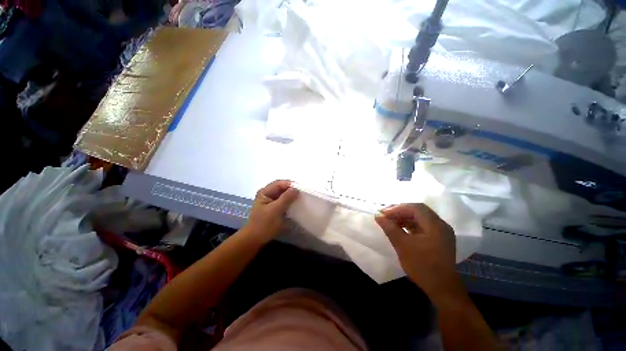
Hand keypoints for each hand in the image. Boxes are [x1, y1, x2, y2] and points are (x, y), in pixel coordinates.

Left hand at [244, 180, 298, 243]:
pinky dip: (289, 201)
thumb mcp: (276, 210)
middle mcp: (267, 194)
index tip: (301, 188)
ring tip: (301, 197)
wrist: (255, 239)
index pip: (279, 183)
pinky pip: (283, 201)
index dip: (290, 184)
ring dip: (291, 195)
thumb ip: (286, 198)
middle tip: (302, 193)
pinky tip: (295, 203)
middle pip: (281, 188)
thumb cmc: (264, 224)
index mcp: (264, 192)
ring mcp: (270, 201)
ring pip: (283, 194)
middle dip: (291, 189)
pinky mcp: (274, 208)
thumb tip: (296, 189)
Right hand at [375, 203, 463, 300]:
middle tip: (386, 215)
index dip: (397, 208)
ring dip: (405, 217)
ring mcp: (441, 232)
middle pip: (418, 210)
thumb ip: (390, 228)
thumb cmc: (422, 266)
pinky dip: (411, 224)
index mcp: (435, 225)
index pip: (415, 207)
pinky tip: (401, 228)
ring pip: (420, 218)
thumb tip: (378, 215)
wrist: (442, 289)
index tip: (383, 214)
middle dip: (400, 211)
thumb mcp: (403, 246)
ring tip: (391, 222)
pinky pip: (423, 226)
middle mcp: (441, 225)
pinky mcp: (439, 239)